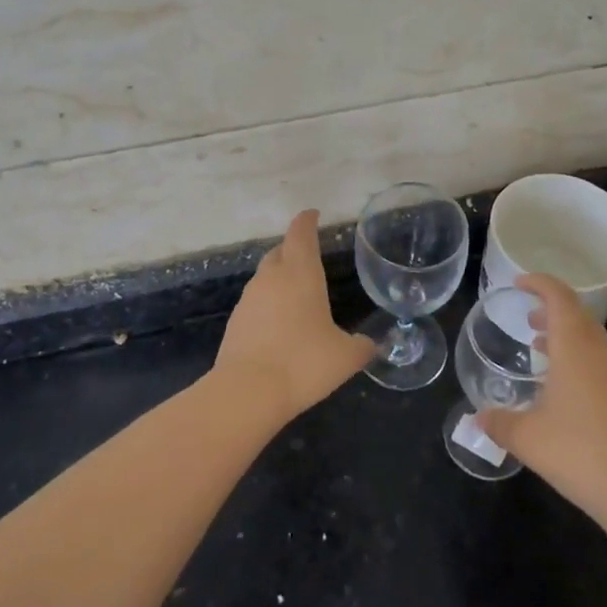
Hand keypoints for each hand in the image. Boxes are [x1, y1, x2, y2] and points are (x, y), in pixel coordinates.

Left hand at [212, 210, 374, 425]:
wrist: (247, 391)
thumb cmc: (303, 363)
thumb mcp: (345, 357)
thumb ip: (361, 346)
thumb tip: (370, 344)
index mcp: (300, 273)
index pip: (301, 234)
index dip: (307, 221)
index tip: (312, 214)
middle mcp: (271, 278)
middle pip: (280, 251)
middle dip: (293, 248)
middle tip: (308, 256)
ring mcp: (249, 298)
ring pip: (265, 276)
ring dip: (279, 277)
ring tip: (296, 293)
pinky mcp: (235, 321)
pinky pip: (256, 302)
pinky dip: (268, 304)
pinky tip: (279, 324)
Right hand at [478, 274, 606, 529]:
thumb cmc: (578, 453)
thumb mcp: (526, 438)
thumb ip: (498, 422)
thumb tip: (475, 418)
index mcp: (574, 348)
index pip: (559, 297)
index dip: (539, 283)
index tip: (518, 283)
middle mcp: (599, 353)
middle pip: (577, 313)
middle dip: (550, 307)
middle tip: (525, 314)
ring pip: (590, 337)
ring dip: (564, 332)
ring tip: (538, 344)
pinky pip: (597, 358)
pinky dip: (576, 354)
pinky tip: (560, 383)